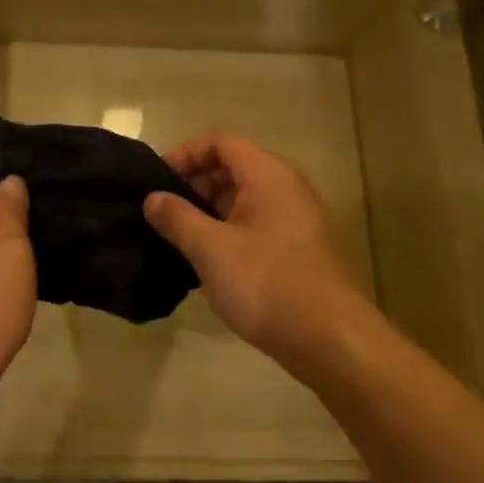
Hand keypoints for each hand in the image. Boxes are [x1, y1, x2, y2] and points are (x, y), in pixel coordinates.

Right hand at [143, 134, 376, 379]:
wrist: (331, 340)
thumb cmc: (266, 282)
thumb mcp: (210, 248)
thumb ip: (177, 218)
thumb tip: (152, 198)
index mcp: (268, 175)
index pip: (221, 142)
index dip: (186, 154)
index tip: (157, 181)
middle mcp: (286, 188)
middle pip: (233, 168)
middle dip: (195, 184)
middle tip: (163, 213)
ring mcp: (296, 220)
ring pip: (244, 200)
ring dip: (209, 212)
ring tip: (178, 239)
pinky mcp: (297, 250)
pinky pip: (255, 226)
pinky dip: (228, 233)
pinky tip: (207, 263)